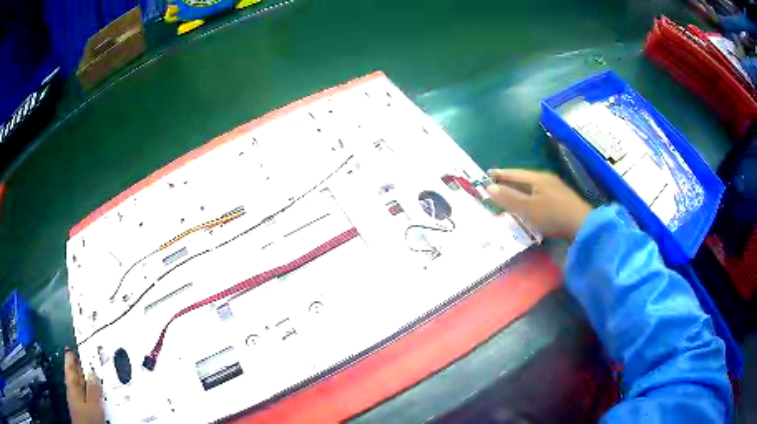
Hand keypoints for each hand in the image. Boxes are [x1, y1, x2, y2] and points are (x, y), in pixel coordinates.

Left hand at [65, 350, 105, 423]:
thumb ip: (92, 388)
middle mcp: (72, 393)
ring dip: (82, 380)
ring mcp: (77, 402)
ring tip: (85, 374)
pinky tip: (90, 394)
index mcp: (72, 387)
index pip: (70, 369)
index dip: (70, 359)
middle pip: (74, 378)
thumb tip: (93, 373)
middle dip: (76, 369)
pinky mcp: (82, 410)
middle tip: (77, 358)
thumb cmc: (88, 417)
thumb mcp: (92, 403)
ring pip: (78, 387)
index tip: (69, 348)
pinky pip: (83, 396)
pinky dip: (86, 391)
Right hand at [486, 169, 592, 239]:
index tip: (486, 175)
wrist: (583, 226)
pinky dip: (528, 197)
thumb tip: (489, 187)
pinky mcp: (560, 199)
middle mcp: (546, 179)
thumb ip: (509, 198)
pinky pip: (538, 194)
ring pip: (531, 186)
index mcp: (537, 178)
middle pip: (523, 178)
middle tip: (495, 187)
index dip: (499, 175)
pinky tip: (528, 205)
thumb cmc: (553, 216)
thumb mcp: (528, 209)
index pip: (513, 173)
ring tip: (508, 197)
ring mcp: (555, 188)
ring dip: (519, 191)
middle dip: (508, 182)